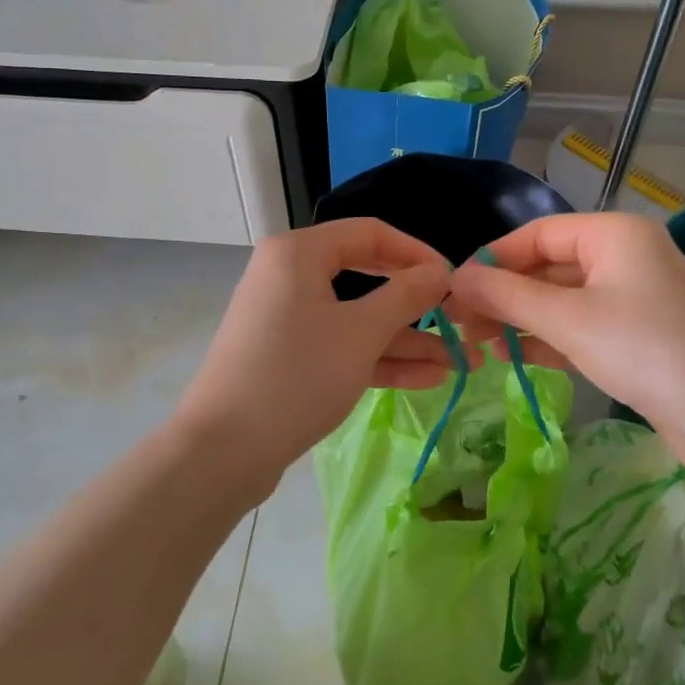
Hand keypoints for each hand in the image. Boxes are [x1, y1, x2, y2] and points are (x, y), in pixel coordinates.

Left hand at [172, 219, 454, 493]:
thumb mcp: (361, 332)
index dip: (416, 253)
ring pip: (357, 318)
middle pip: (366, 278)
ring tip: (460, 362)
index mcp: (299, 253)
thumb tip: (441, 272)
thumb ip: (406, 296)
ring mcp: (288, 319)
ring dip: (406, 340)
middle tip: (459, 323)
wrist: (224, 450)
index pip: (370, 234)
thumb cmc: (297, 375)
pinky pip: (341, 346)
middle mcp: (290, 276)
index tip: (454, 280)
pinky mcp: (289, 357)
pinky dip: (378, 359)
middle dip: (416, 306)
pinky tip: (427, 378)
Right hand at [446, 213, 684, 476]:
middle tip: (456, 325)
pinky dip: (546, 340)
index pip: (536, 234)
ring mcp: (632, 300)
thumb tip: (454, 278)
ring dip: (519, 319)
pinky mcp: (637, 340)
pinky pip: (579, 329)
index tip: (452, 291)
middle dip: (501, 294)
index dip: (491, 260)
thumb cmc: (648, 350)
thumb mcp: (569, 319)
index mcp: (613, 234)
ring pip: (561, 301)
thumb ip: (507, 296)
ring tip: (475, 344)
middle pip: (547, 267)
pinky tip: (512, 358)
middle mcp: (623, 258)